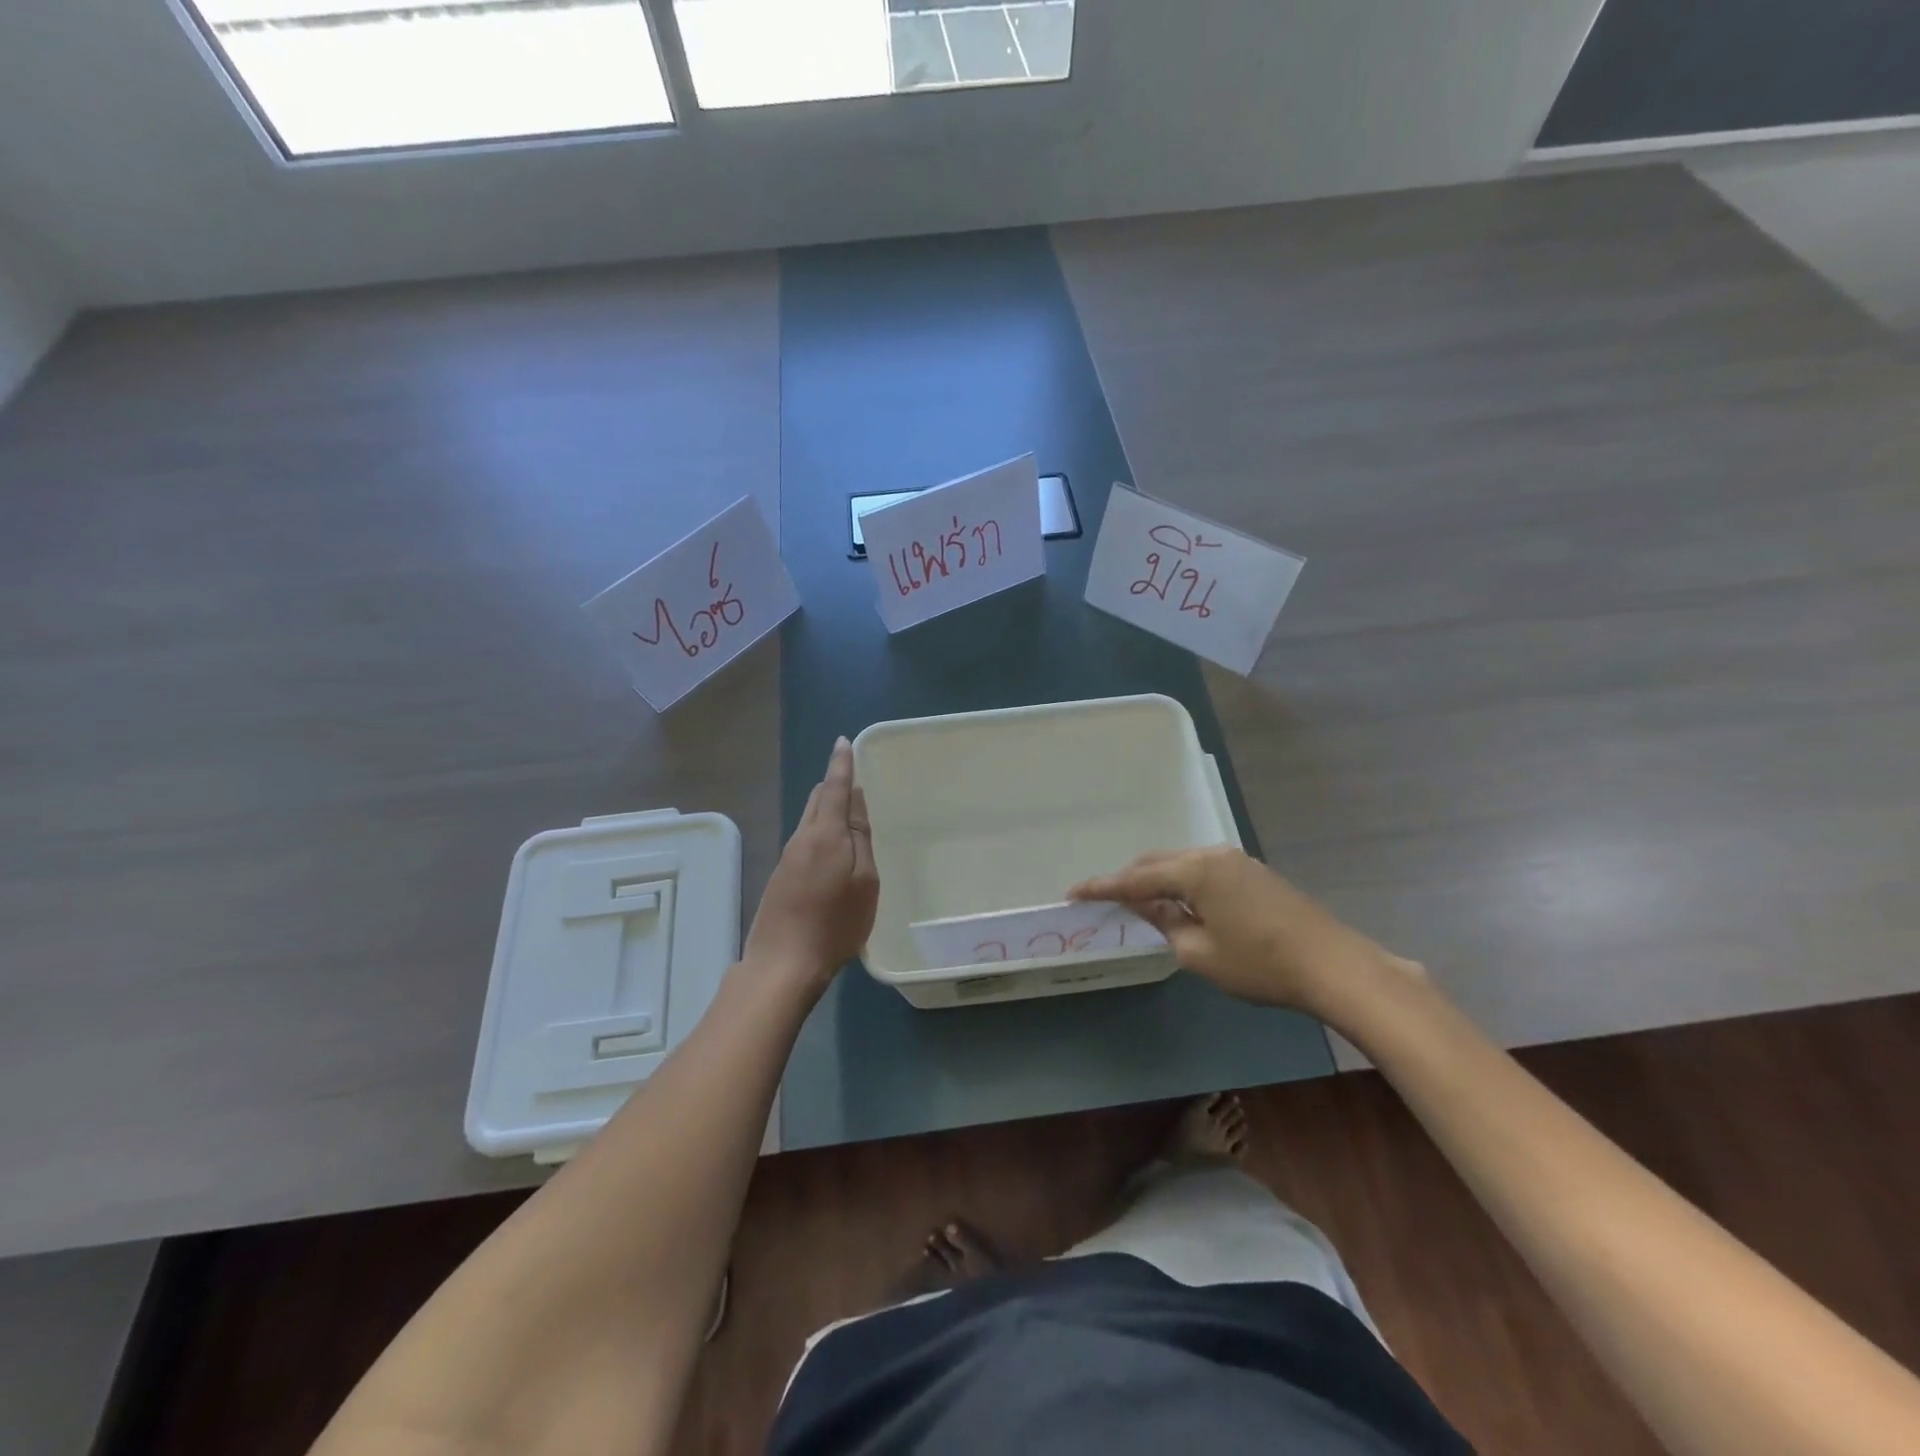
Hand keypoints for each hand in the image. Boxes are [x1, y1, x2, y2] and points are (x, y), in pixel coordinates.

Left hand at [742, 738, 878, 995]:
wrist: (782, 965)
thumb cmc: (834, 924)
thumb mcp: (864, 882)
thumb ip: (860, 838)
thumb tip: (854, 799)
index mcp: (824, 834)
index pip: (834, 787)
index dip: (841, 764)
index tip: (843, 742)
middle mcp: (801, 838)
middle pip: (817, 800)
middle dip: (833, 785)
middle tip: (853, 779)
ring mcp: (787, 859)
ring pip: (809, 821)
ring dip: (826, 810)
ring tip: (848, 813)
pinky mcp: (781, 878)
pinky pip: (805, 841)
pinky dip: (821, 833)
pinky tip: (833, 851)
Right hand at [1069, 847, 1416, 1015]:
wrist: (1332, 964)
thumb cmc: (1259, 963)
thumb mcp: (1200, 953)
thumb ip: (1165, 925)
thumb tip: (1147, 908)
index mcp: (1194, 871)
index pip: (1136, 878)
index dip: (1102, 887)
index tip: (1073, 893)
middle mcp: (1212, 855)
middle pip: (1158, 862)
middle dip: (1129, 879)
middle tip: (1105, 900)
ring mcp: (1236, 860)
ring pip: (1181, 863)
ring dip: (1157, 880)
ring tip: (1139, 903)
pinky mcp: (1253, 872)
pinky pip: (1202, 870)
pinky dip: (1182, 882)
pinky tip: (1180, 903)